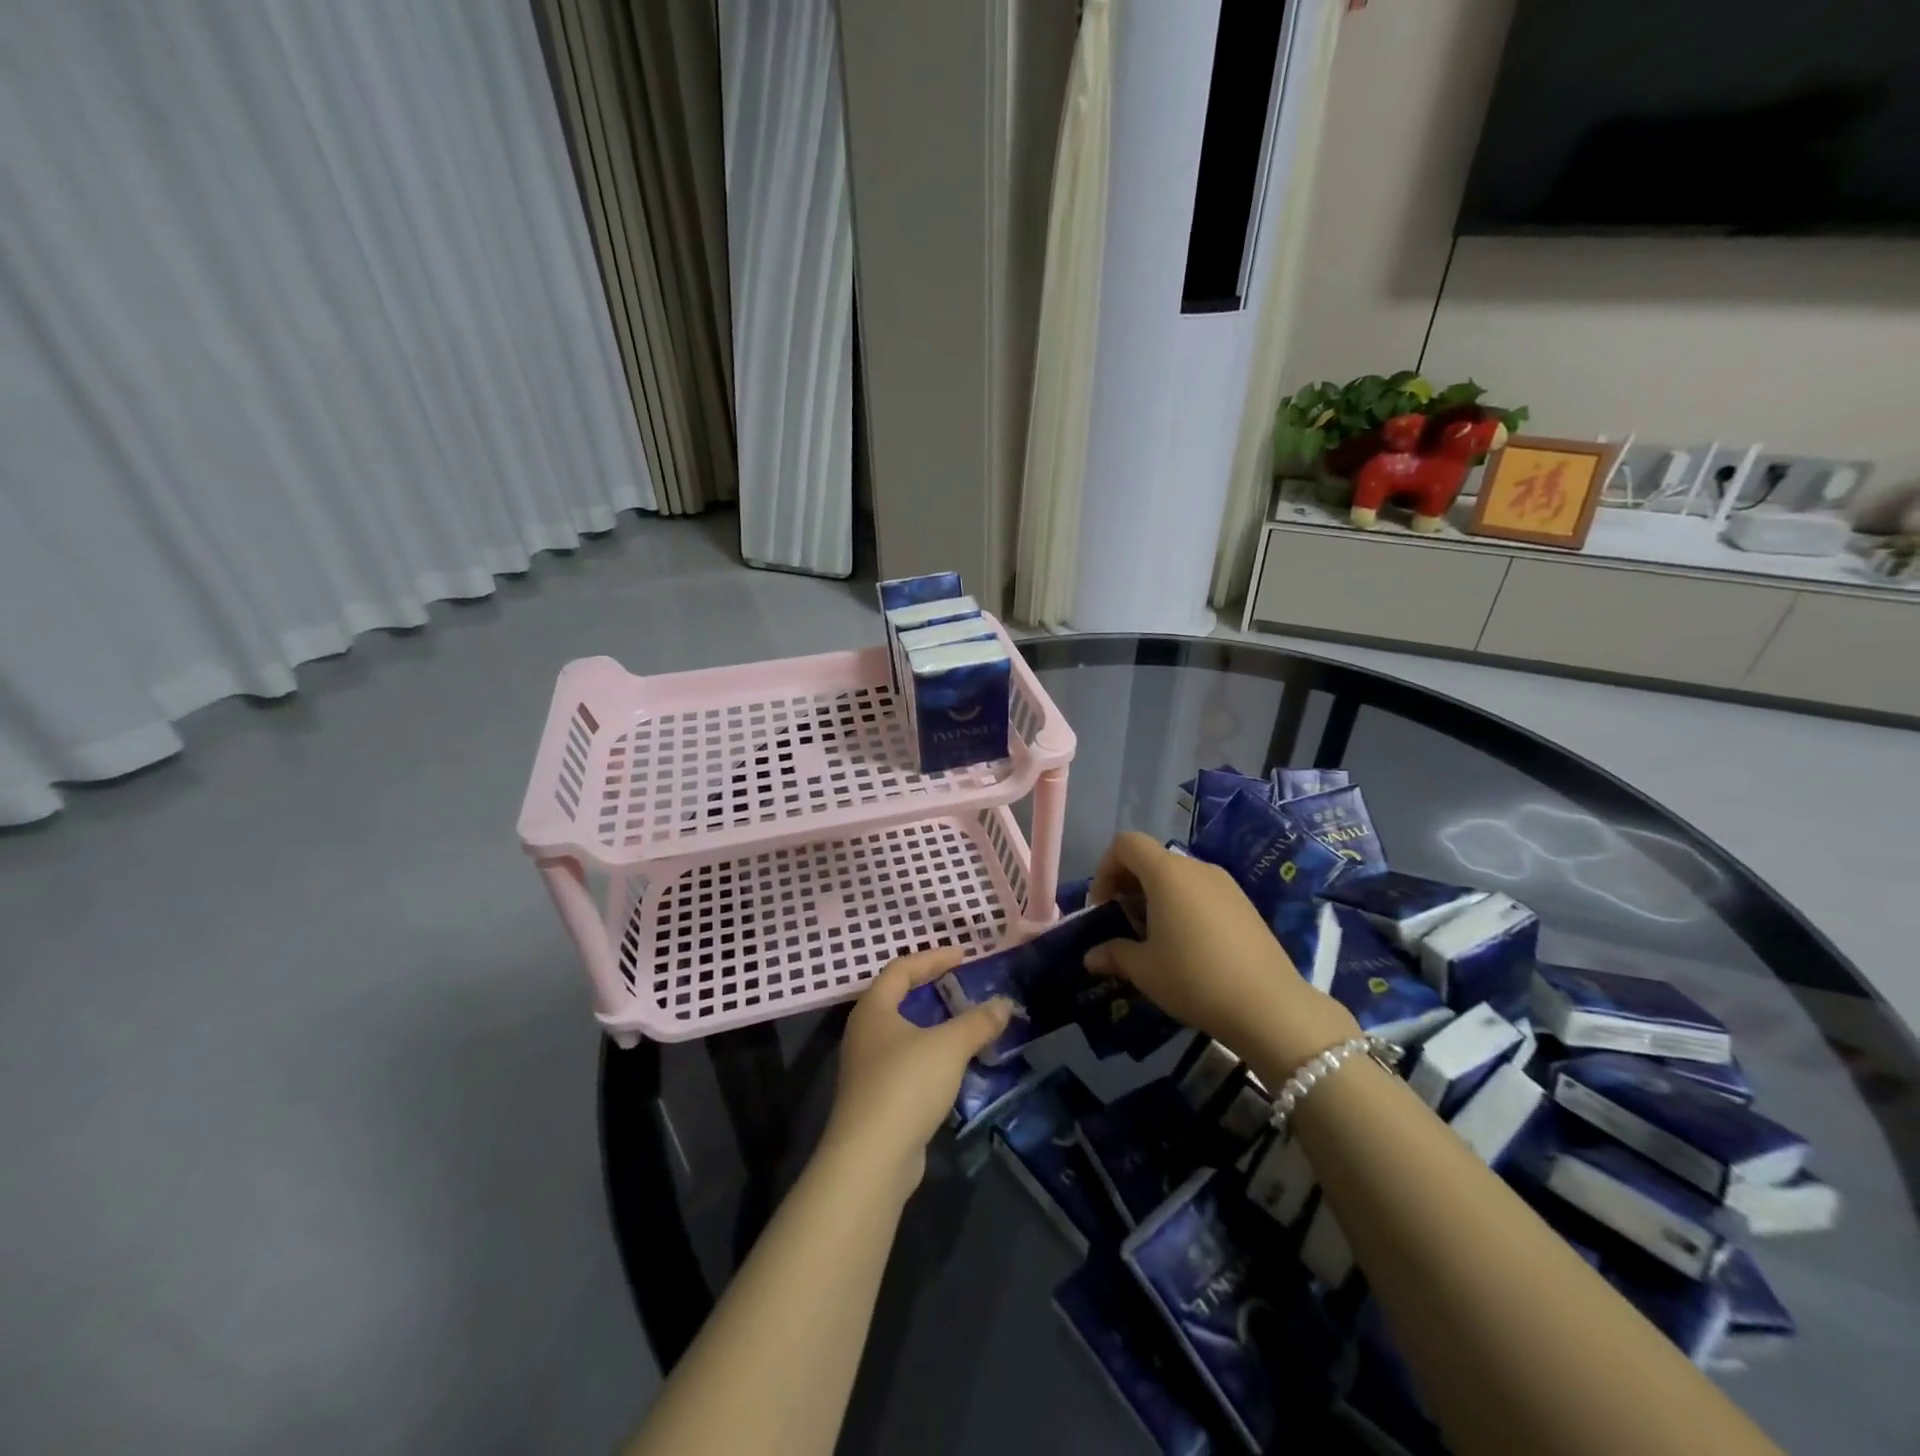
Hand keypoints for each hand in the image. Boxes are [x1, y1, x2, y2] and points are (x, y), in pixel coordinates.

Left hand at [823, 948, 1012, 1192]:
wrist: (871, 1159)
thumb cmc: (905, 1084)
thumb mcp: (949, 1046)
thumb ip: (977, 1022)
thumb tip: (1004, 1004)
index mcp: (874, 1009)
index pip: (901, 969)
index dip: (933, 958)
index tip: (963, 955)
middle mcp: (865, 1033)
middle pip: (898, 999)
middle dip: (931, 989)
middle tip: (961, 983)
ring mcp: (867, 1069)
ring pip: (903, 1034)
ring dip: (933, 1026)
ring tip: (964, 1024)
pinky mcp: (877, 1099)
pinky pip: (907, 1064)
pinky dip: (931, 1056)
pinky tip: (953, 1067)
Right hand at [1083, 832, 1357, 1068]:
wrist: (1271, 1007)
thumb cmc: (1195, 979)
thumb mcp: (1145, 970)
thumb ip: (1113, 954)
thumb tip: (1091, 957)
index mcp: (1167, 873)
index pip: (1126, 844)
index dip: (1105, 868)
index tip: (1103, 907)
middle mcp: (1196, 868)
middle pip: (1151, 858)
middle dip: (1128, 885)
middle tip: (1122, 923)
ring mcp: (1225, 884)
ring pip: (1178, 876)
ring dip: (1156, 897)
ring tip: (1153, 937)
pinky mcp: (1244, 904)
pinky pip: (1202, 891)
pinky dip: (1183, 906)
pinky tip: (1187, 945)